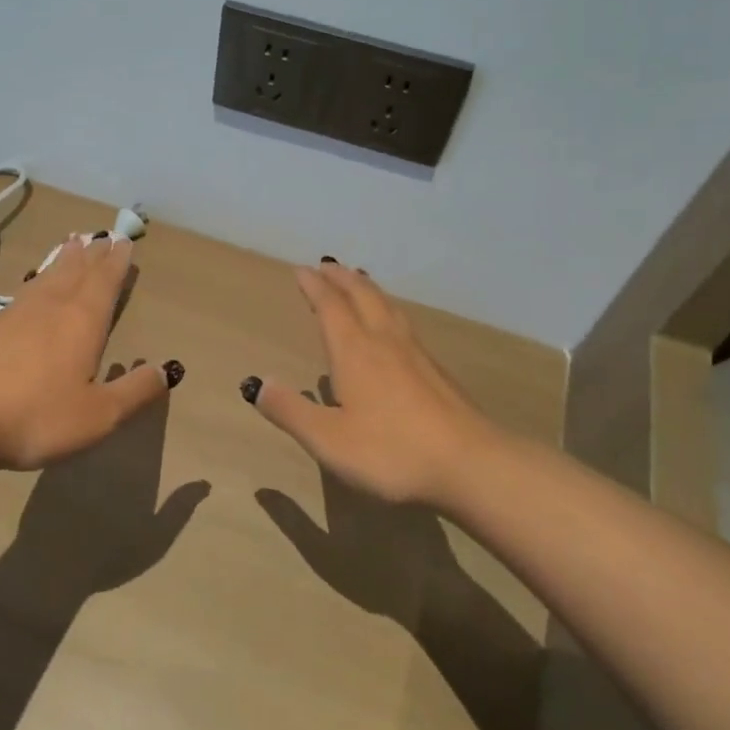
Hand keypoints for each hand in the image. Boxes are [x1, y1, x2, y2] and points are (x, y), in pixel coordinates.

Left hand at [0, 233, 178, 470]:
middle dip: (92, 255)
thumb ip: (134, 392)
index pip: (104, 283)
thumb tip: (167, 370)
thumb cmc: (34, 416)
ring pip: (45, 278)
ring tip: (71, 245)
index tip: (124, 241)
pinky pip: (22, 293)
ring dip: (62, 261)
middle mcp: (49, 308)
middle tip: (101, 235)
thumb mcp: (97, 416)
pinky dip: (35, 282)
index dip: (116, 263)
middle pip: (75, 272)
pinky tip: (30, 290)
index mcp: (81, 322)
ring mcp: (13, 315)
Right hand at [247, 260, 496, 506]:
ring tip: (359, 282)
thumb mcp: (328, 439)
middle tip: (327, 265)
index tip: (302, 270)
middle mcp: (385, 342)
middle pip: (363, 296)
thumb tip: (258, 384)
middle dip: (341, 278)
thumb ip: (290, 411)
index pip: (330, 307)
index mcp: (355, 352)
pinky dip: (389, 311)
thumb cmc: (391, 451)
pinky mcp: (437, 372)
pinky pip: (405, 325)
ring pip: (389, 307)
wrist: (470, 464)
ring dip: (368, 289)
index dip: (314, 287)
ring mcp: (416, 355)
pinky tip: (394, 329)